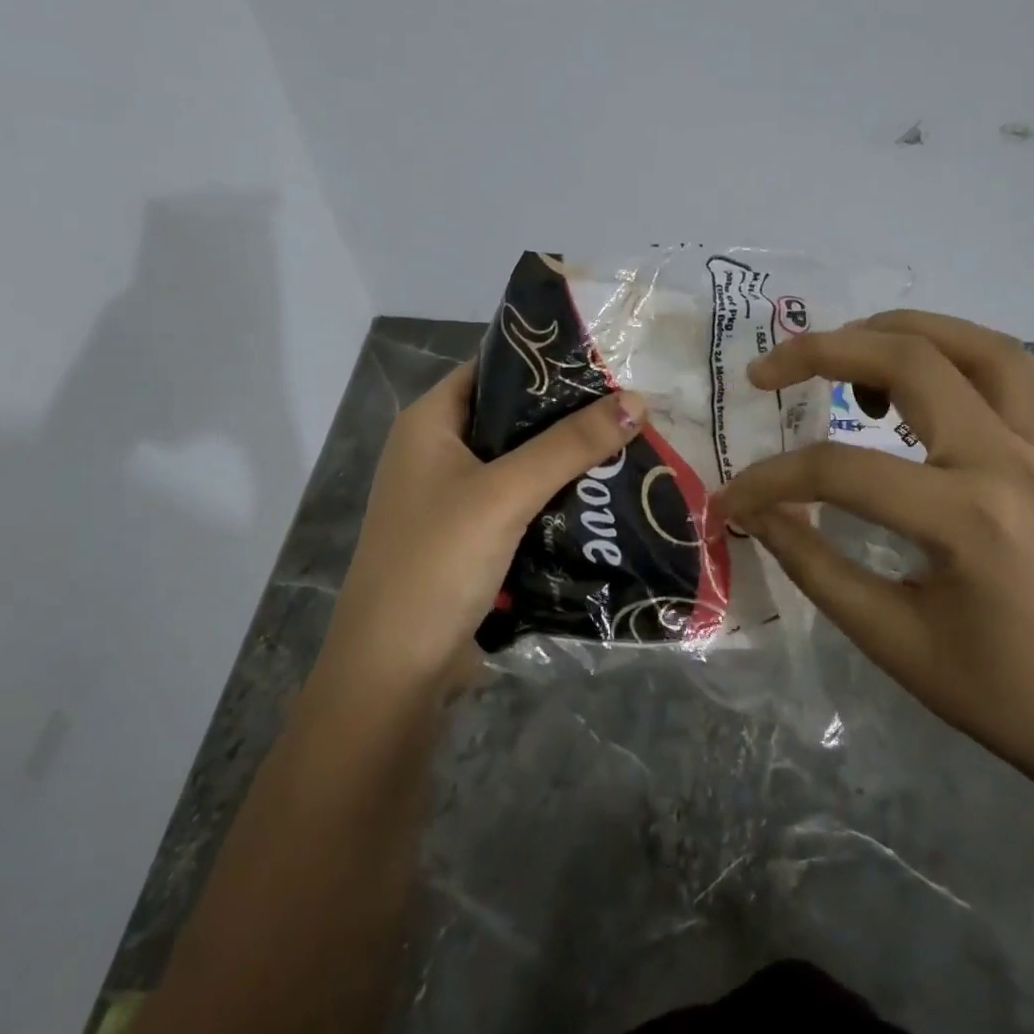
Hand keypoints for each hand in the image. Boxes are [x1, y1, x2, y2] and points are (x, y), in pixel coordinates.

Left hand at [322, 361, 646, 691]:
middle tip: (629, 407)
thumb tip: (638, 399)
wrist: (394, 672)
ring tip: (628, 445)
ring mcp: (451, 498)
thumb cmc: (437, 562)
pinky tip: (601, 498)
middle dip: (566, 415)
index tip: (605, 361)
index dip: (544, 361)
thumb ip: (570, 445)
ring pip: (519, 463)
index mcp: (429, 422)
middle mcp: (436, 451)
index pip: (491, 368)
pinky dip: (554, 498)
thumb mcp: (505, 493)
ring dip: (565, 460)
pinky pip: (519, 503)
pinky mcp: (469, 538)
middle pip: (510, 417)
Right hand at [715, 311, 1033, 789]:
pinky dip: (969, 353)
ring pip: (976, 346)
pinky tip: (930, 372)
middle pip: (912, 361)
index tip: (732, 500)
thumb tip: (755, 511)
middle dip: (823, 351)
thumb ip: (811, 562)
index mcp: (966, 517)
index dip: (771, 480)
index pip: (842, 470)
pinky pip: (1023, 375)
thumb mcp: (885, 636)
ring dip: (901, 331)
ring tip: (845, 351)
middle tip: (766, 372)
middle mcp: (1007, 462)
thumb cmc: (991, 690)